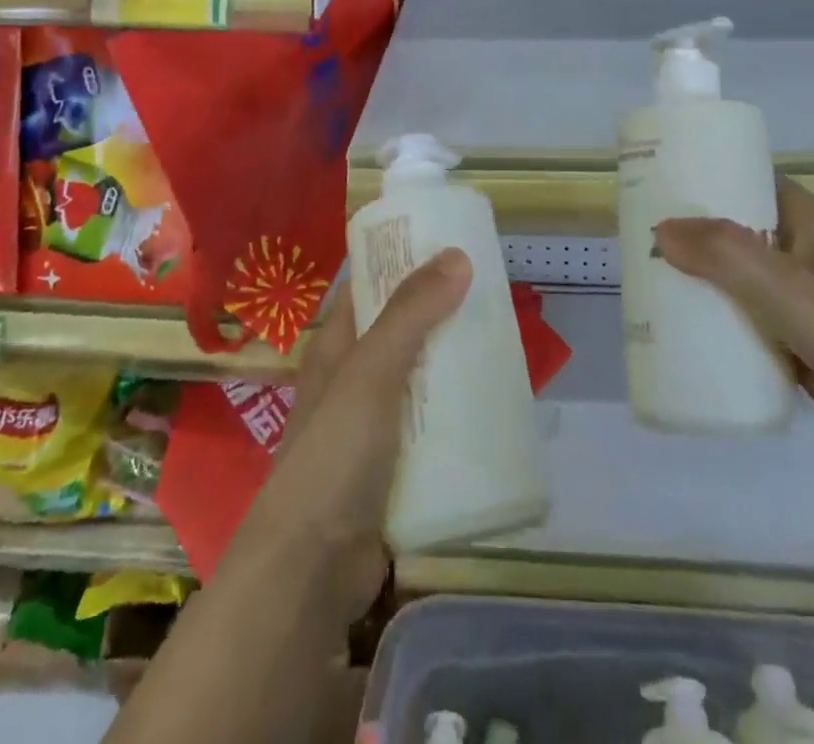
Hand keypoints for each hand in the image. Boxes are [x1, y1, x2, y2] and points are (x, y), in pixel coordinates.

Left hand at [233, 250, 469, 623]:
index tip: (452, 243)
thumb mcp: (370, 372)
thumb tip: (456, 253)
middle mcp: (352, 379)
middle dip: (443, 312)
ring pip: (421, 380)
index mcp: (337, 346)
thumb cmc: (332, 455)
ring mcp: (372, 427)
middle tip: (493, 293)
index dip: (404, 260)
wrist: (310, 571)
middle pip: (402, 330)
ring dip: (454, 364)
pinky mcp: (393, 469)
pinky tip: (493, 408)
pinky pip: (431, 428)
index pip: (370, 284)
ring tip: (503, 343)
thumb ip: (411, 314)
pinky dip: (457, 415)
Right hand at [656, 181, 813, 476]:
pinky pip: (748, 321)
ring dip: (702, 279)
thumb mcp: (788, 287)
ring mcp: (804, 301)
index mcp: (808, 222)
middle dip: (693, 232)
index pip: (750, 179)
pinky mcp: (801, 344)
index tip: (660, 182)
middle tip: (640, 237)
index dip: (707, 176)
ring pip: (740, 278)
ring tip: (650, 280)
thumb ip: (725, 254)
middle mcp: (804, 253)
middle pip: (738, 230)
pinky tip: (683, 330)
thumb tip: (660, 229)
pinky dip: (719, 321)